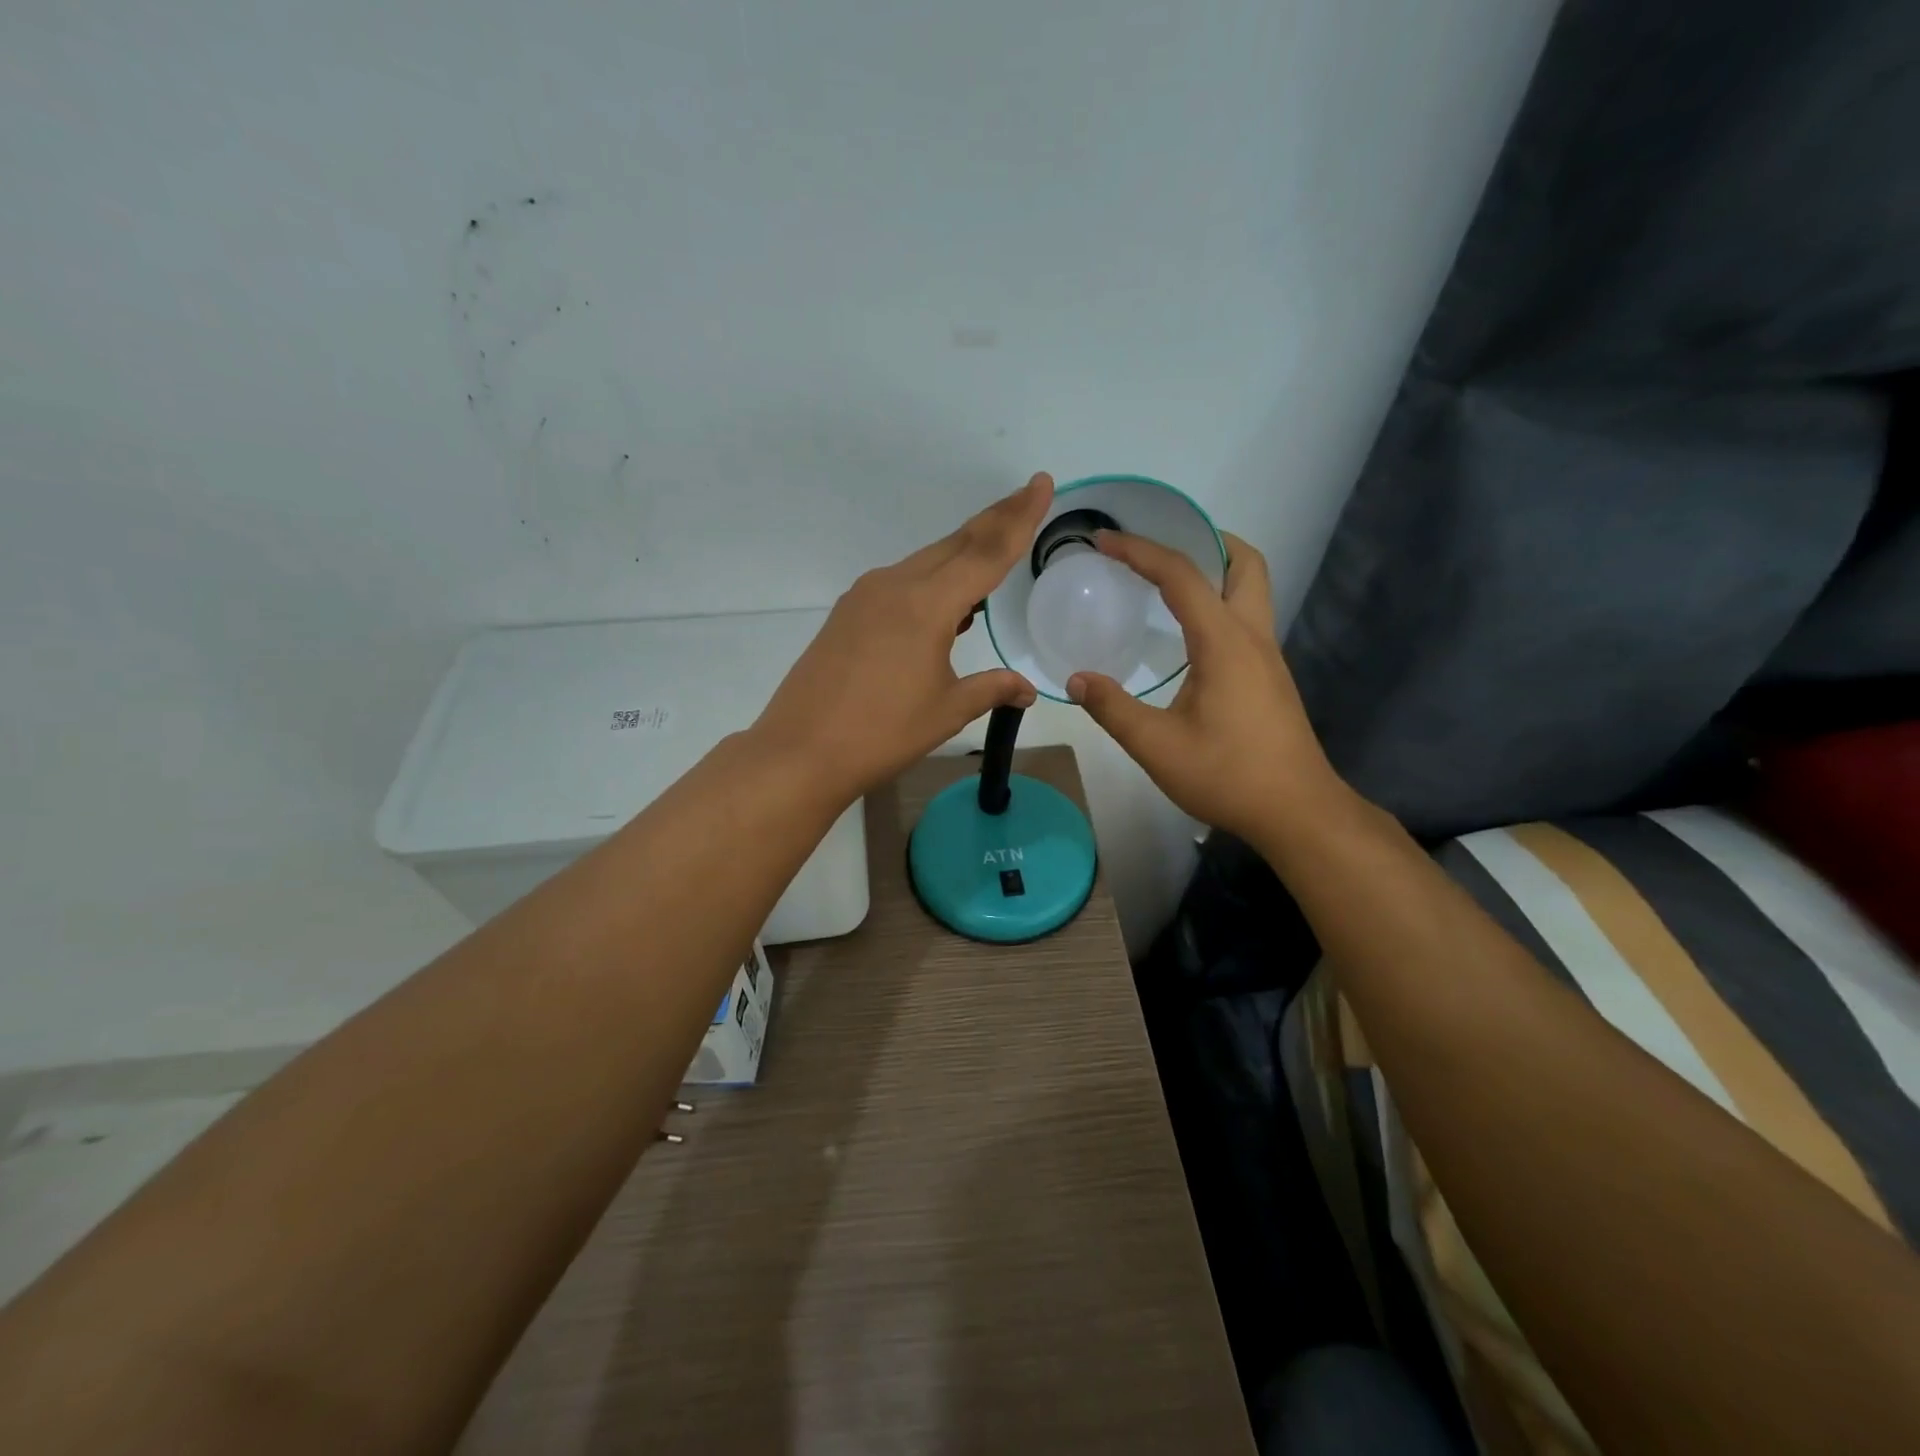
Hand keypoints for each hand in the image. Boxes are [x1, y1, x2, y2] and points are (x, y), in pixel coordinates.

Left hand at [752, 473, 1053, 800]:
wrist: (800, 751)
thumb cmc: (881, 733)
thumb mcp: (946, 711)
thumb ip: (991, 689)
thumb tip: (1026, 689)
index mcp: (927, 605)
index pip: (986, 552)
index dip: (1019, 519)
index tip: (1041, 484)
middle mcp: (895, 586)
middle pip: (956, 544)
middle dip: (994, 520)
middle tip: (1026, 496)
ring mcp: (866, 597)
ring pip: (926, 562)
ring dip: (962, 551)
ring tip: (994, 547)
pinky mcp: (848, 613)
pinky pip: (901, 582)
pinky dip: (932, 580)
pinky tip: (946, 602)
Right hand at [1066, 531, 1342, 843]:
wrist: (1296, 811)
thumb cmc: (1227, 775)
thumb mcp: (1157, 747)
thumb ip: (1113, 708)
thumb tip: (1076, 679)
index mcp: (1224, 642)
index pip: (1181, 576)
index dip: (1140, 550)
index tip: (1103, 540)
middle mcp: (1253, 637)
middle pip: (1244, 563)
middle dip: (1204, 540)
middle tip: (1160, 547)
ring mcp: (1267, 656)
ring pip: (1252, 589)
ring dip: (1215, 571)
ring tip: (1168, 580)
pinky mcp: (1269, 677)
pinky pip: (1246, 618)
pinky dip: (1218, 603)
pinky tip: (1187, 633)